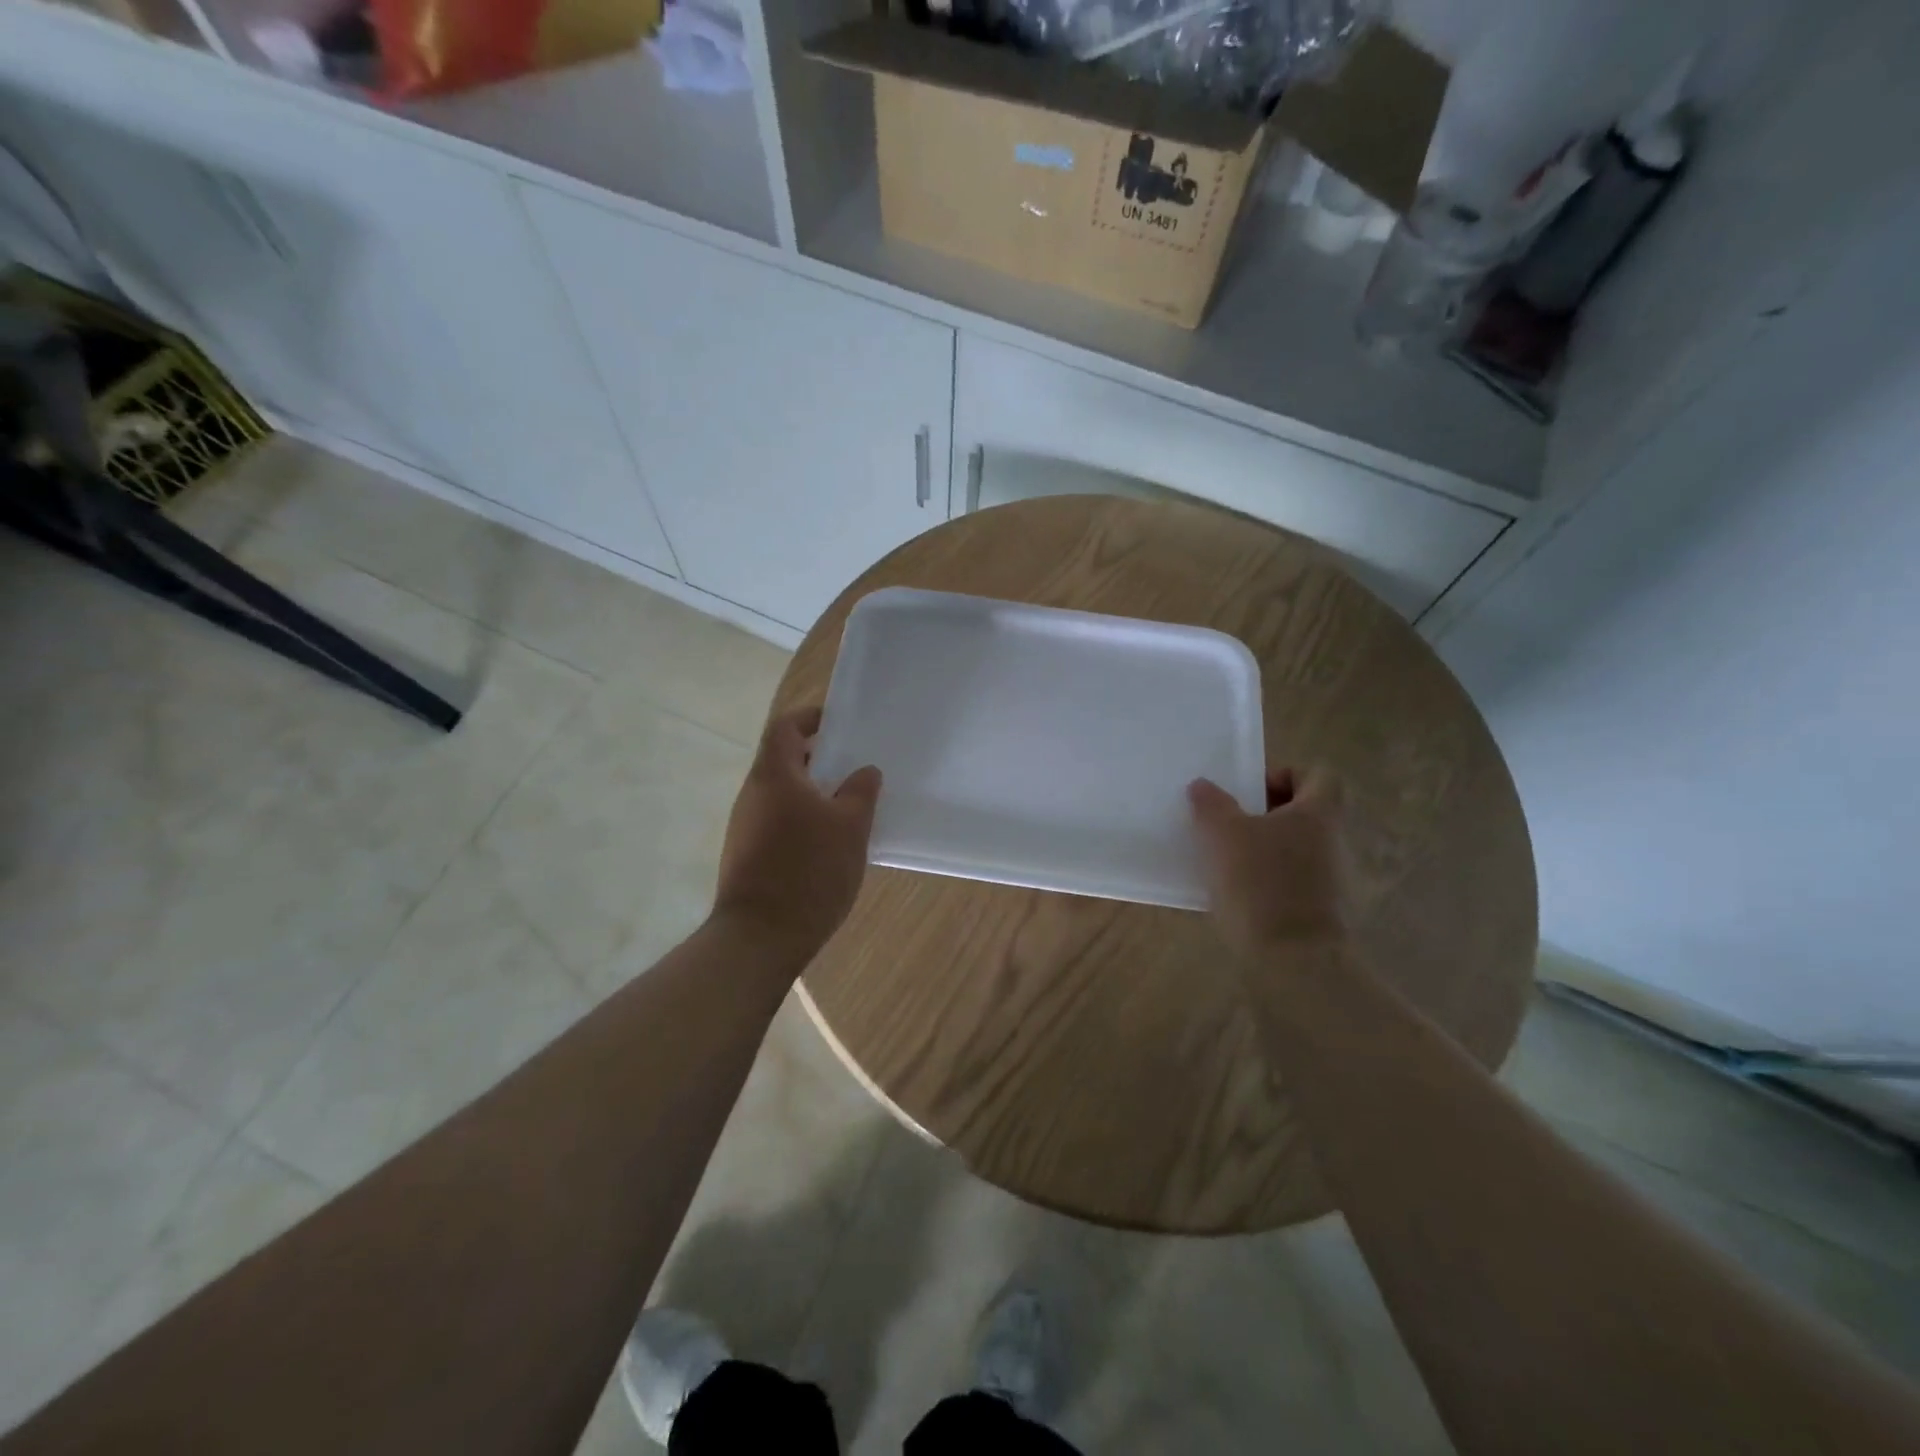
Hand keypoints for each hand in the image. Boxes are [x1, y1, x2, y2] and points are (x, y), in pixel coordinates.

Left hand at [714, 706, 882, 960]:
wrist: (760, 937)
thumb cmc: (809, 871)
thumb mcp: (850, 828)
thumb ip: (860, 792)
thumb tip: (864, 772)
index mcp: (774, 775)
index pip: (785, 726)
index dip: (811, 718)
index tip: (840, 725)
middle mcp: (753, 794)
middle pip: (782, 759)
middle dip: (818, 759)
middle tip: (854, 768)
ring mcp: (745, 825)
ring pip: (781, 793)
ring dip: (812, 792)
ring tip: (848, 808)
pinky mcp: (746, 853)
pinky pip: (777, 820)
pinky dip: (802, 819)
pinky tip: (828, 843)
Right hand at [1187, 767, 1351, 955]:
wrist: (1295, 961)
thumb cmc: (1261, 884)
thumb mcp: (1223, 835)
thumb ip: (1211, 805)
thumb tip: (1202, 786)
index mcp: (1318, 813)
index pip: (1319, 774)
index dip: (1284, 775)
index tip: (1249, 793)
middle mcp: (1334, 841)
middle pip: (1305, 812)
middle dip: (1266, 815)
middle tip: (1230, 825)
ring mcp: (1334, 880)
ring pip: (1297, 848)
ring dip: (1266, 849)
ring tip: (1227, 862)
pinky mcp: (1323, 912)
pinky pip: (1294, 882)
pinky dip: (1269, 882)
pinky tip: (1239, 896)